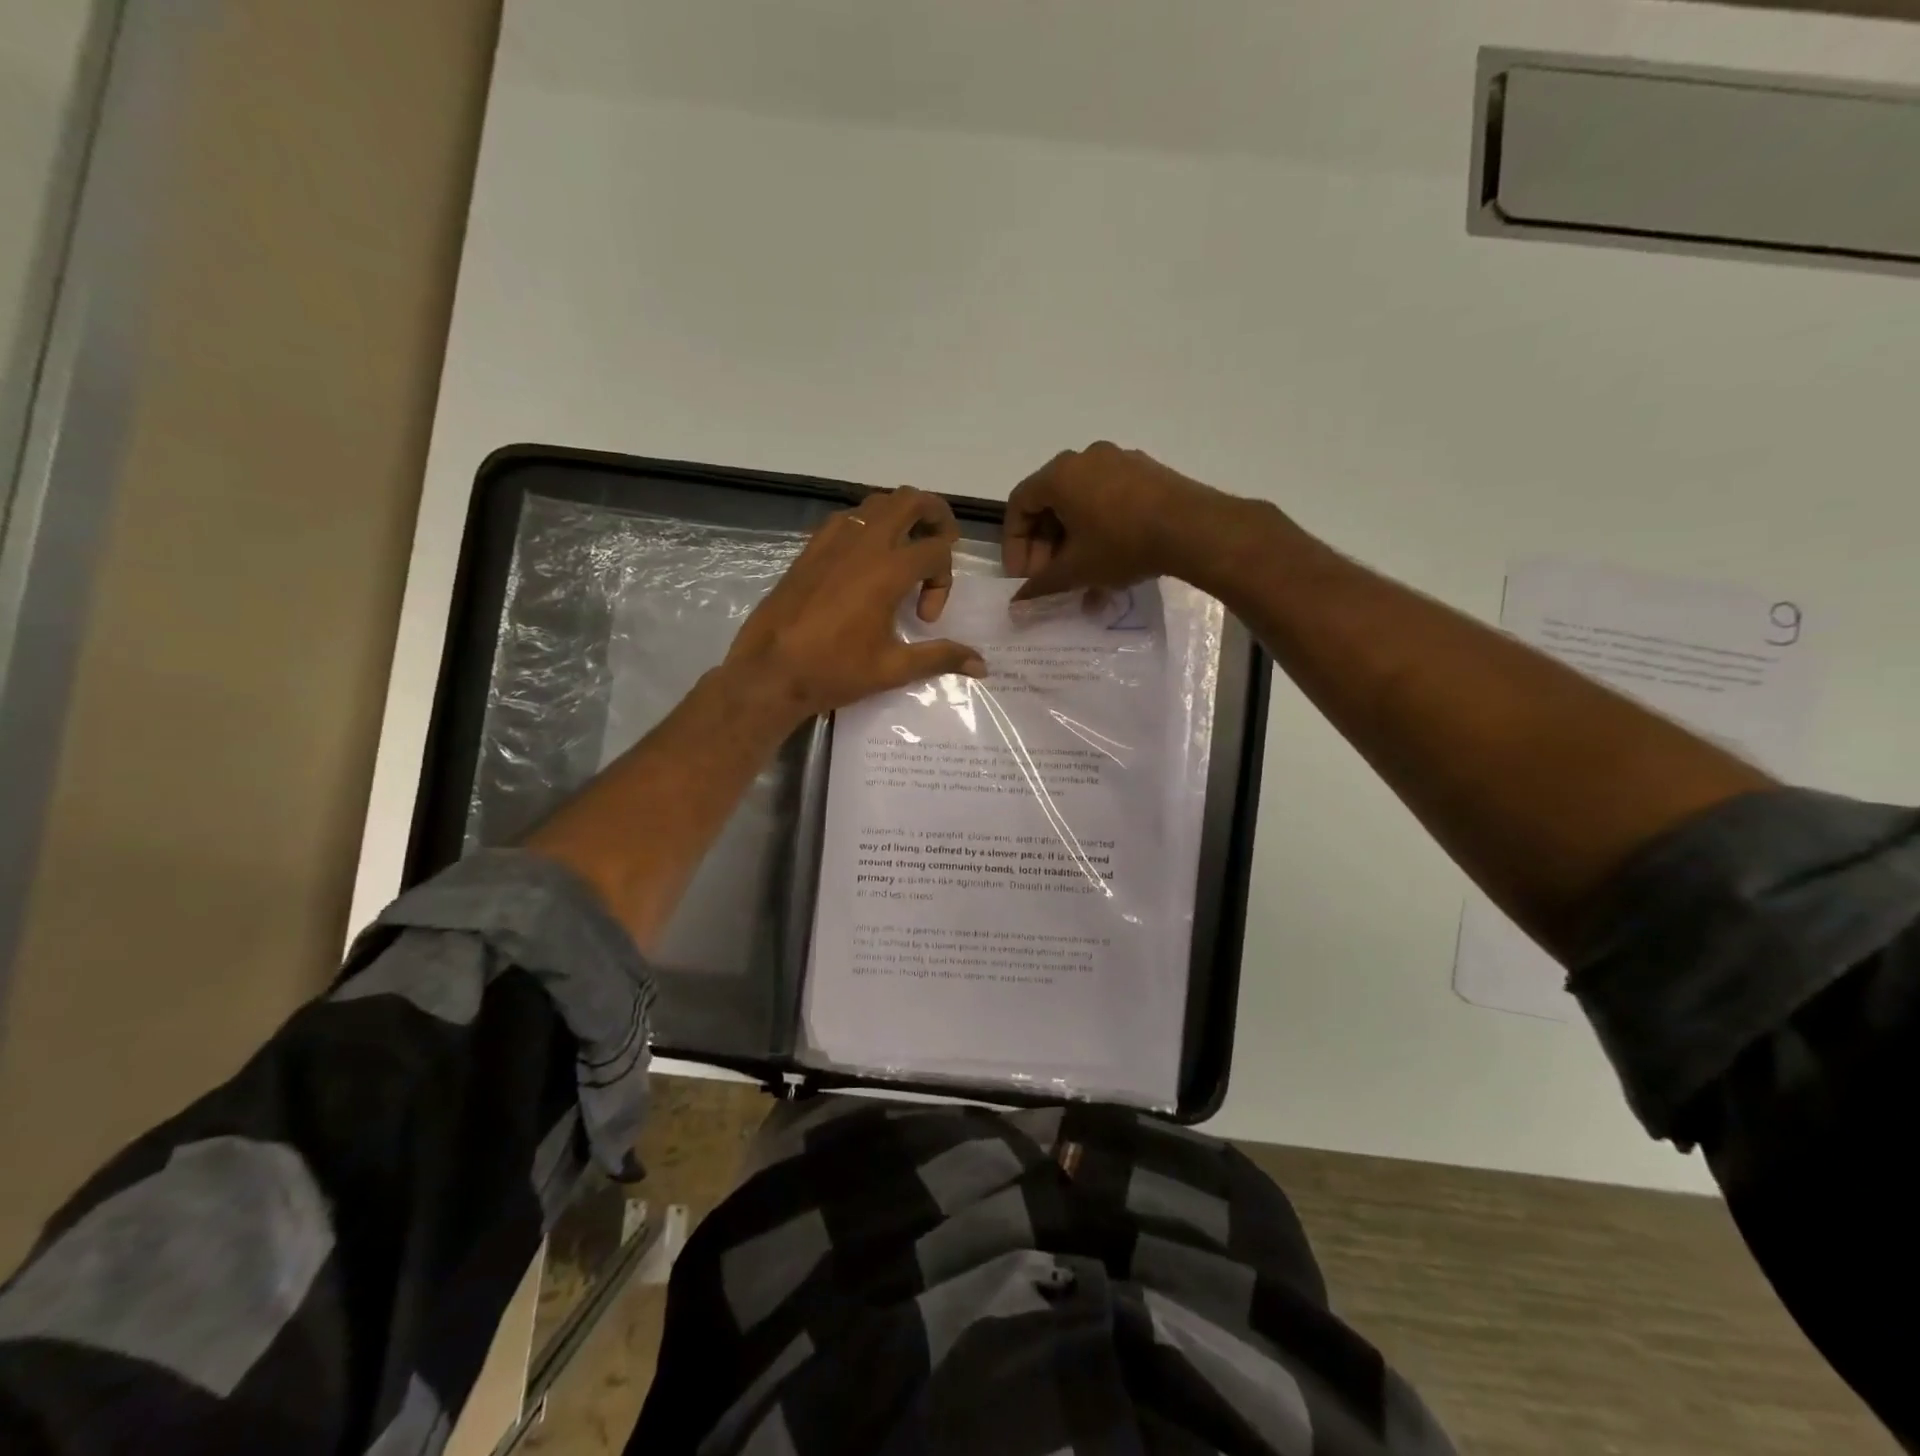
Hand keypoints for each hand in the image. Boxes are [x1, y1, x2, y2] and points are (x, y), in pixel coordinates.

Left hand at [725, 486, 985, 724]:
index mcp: (887, 570)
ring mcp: (833, 541)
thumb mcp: (893, 668)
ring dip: (901, 517)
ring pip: (878, 503)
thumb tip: (982, 665)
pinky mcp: (811, 548)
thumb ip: (940, 658)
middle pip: (911, 500)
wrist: (770, 672)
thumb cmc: (834, 671)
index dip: (944, 581)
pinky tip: (865, 562)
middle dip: (936, 516)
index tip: (926, 618)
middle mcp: (863, 543)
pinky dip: (868, 526)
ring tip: (905, 552)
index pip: (936, 550)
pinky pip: (848, 518)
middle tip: (940, 545)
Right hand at [1002, 442, 1237, 598]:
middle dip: (1045, 547)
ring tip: (1080, 581)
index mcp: (1060, 474)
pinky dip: (1099, 531)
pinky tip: (1109, 566)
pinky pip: (1109, 501)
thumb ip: (1041, 585)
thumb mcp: (1076, 570)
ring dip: (1073, 544)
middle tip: (1050, 579)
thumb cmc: (1122, 544)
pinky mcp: (1146, 473)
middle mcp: (1086, 458)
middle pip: (1050, 503)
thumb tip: (1017, 602)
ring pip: (1081, 505)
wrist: (1193, 529)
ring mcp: (1119, 461)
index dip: (1014, 544)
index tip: (1023, 576)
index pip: (1019, 504)